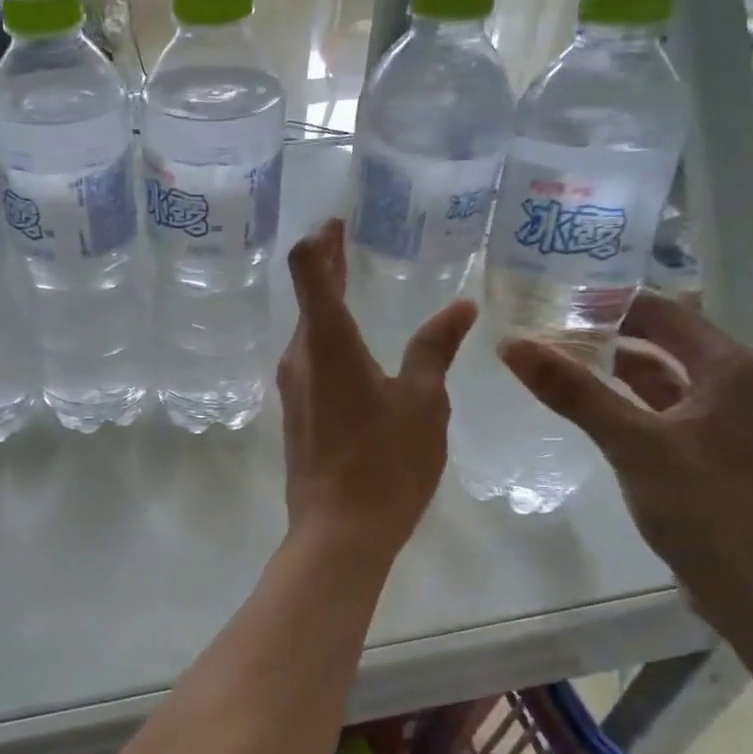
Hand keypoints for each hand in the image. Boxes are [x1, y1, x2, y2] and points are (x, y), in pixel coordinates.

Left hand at [278, 219, 476, 556]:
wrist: (337, 531)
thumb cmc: (385, 462)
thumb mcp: (423, 402)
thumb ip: (435, 348)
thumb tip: (460, 306)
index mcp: (327, 342)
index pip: (307, 269)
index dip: (321, 240)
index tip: (340, 222)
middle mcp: (299, 355)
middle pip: (307, 295)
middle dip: (328, 264)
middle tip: (351, 237)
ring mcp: (292, 385)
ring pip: (308, 328)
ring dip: (328, 301)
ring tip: (357, 282)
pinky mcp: (296, 410)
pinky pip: (311, 358)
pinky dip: (329, 335)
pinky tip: (356, 344)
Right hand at [499, 294, 752, 608]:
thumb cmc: (707, 506)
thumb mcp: (632, 442)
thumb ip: (573, 391)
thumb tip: (511, 345)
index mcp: (734, 369)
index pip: (664, 313)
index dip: (610, 303)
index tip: (555, 300)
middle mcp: (742, 386)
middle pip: (666, 344)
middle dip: (608, 336)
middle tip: (547, 332)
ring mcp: (734, 424)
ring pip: (667, 381)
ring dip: (617, 372)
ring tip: (559, 365)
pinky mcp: (721, 456)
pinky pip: (669, 413)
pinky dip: (631, 405)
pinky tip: (593, 412)